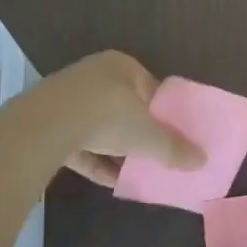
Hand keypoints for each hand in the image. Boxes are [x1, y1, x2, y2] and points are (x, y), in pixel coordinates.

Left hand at [0, 50, 204, 189]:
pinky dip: (94, 159)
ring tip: (133, 171)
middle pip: (124, 105)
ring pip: (99, 124)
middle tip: (152, 154)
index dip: (163, 112)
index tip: (172, 135)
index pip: (149, 87)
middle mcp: (95, 74)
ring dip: (115, 148)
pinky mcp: (48, 121)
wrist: (43, 126)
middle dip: (137, 131)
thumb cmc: (106, 116)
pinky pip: (78, 141)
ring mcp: (68, 97)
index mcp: (122, 65)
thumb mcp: (147, 135)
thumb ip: (174, 148)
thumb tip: (203, 161)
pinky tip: (108, 180)